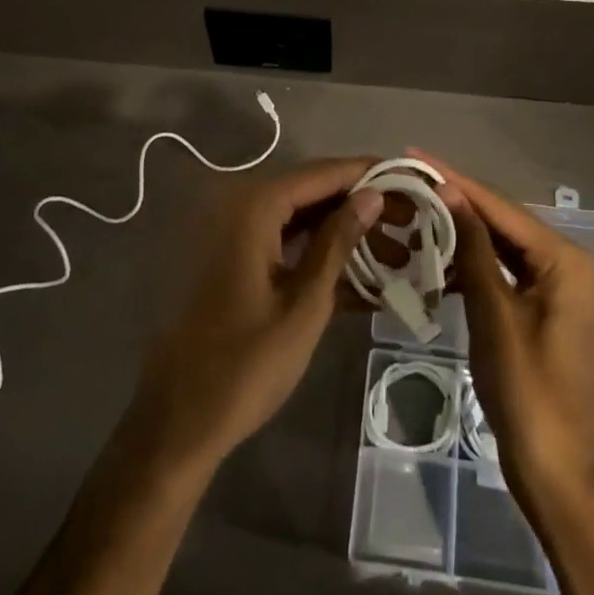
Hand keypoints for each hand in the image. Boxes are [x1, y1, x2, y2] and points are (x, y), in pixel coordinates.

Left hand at [126, 159, 383, 471]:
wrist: (179, 422)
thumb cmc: (246, 364)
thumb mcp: (305, 303)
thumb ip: (338, 242)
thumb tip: (373, 195)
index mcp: (256, 207)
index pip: (324, 172)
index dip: (369, 173)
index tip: (414, 181)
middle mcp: (244, 207)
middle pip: (315, 191)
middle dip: (364, 205)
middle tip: (413, 222)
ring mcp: (239, 236)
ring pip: (305, 218)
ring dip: (348, 234)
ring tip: (399, 256)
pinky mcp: (238, 262)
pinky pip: (289, 244)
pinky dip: (323, 256)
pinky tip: (365, 280)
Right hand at [415, 150, 593, 512]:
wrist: (559, 472)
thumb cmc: (528, 392)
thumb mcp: (495, 315)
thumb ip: (474, 248)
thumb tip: (450, 192)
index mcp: (563, 258)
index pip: (500, 207)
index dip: (456, 180)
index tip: (416, 155)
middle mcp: (565, 262)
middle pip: (502, 221)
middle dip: (457, 201)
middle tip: (410, 180)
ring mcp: (555, 286)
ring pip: (500, 245)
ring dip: (461, 232)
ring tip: (416, 211)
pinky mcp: (541, 308)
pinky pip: (503, 271)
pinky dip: (472, 264)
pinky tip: (438, 257)